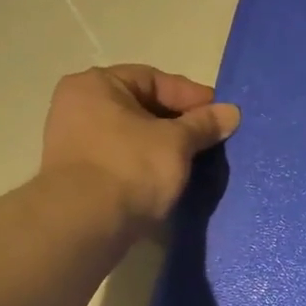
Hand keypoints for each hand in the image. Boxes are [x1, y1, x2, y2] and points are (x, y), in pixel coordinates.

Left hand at [40, 65, 241, 229]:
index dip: (191, 96)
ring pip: (131, 135)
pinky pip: (120, 159)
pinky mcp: (77, 176)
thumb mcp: (177, 142)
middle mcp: (77, 106)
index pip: (154, 79)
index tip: (220, 114)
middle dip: (178, 123)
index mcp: (96, 85)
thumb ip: (204, 124)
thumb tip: (232, 112)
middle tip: (210, 138)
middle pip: (141, 107)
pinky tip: (168, 178)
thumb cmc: (130, 168)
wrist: (83, 225)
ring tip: (195, 160)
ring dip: (163, 146)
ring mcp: (73, 142)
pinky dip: (145, 164)